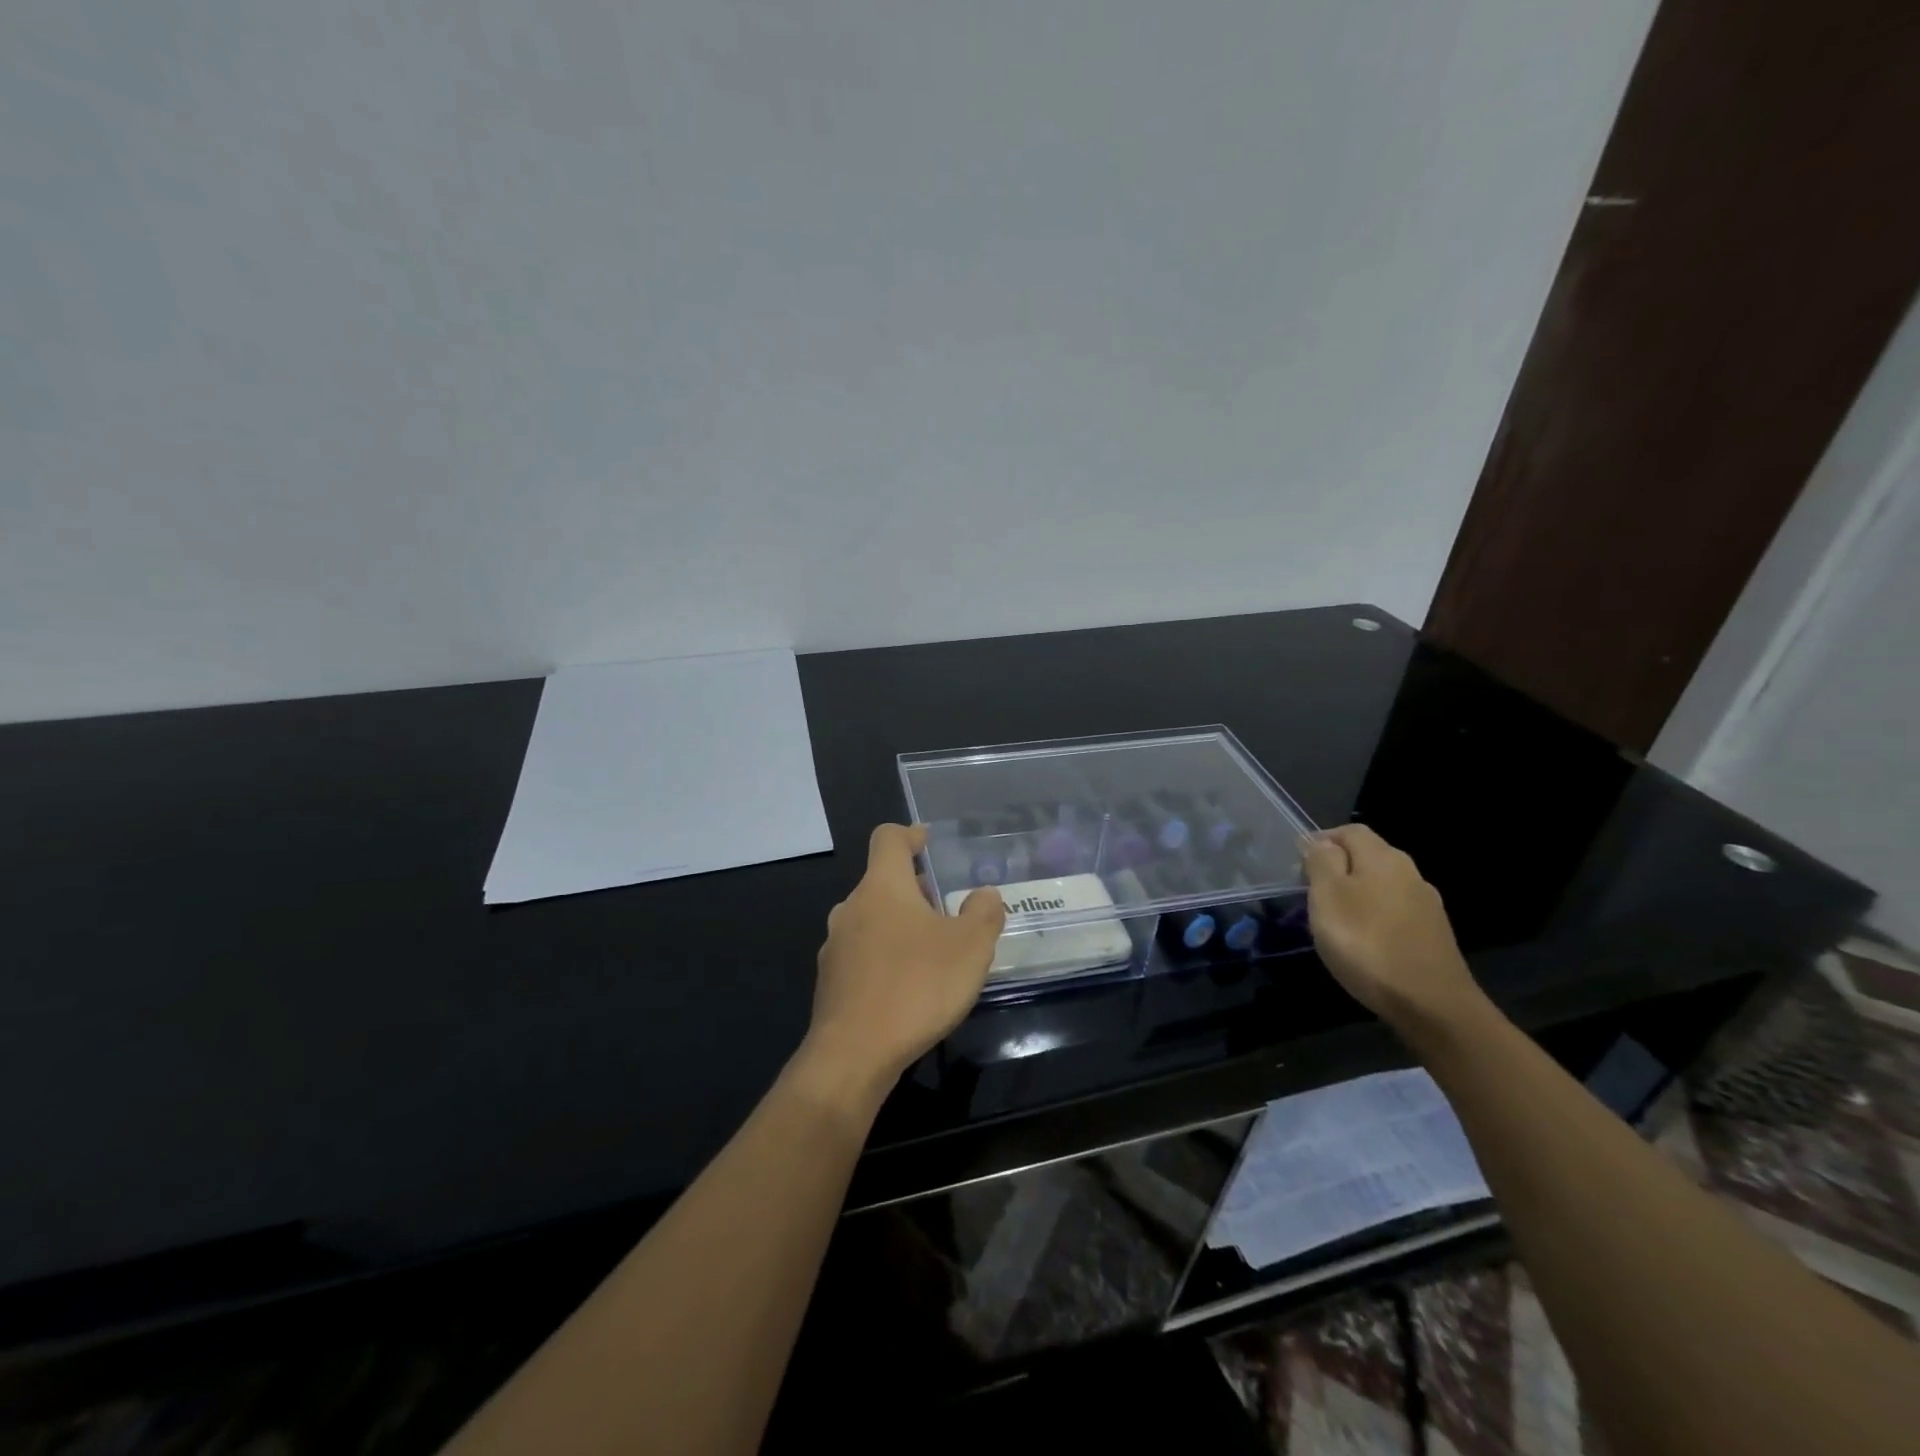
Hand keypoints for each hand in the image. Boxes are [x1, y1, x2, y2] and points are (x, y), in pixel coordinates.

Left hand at [797, 823, 1005, 1106]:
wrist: (853, 1055)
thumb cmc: (916, 987)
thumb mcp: (970, 948)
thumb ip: (983, 913)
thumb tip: (984, 895)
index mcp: (882, 887)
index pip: (888, 838)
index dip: (910, 834)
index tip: (929, 842)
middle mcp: (851, 908)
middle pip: (882, 882)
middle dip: (915, 890)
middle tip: (948, 910)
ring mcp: (835, 945)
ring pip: (872, 919)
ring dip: (900, 925)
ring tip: (933, 952)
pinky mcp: (831, 981)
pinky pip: (862, 954)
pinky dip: (885, 957)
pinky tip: (908, 987)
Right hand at [1301, 824, 1484, 1040]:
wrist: (1431, 1005)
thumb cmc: (1367, 943)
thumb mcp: (1328, 897)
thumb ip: (1321, 862)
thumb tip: (1320, 842)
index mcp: (1383, 857)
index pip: (1349, 831)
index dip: (1321, 840)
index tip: (1297, 864)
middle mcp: (1410, 872)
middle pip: (1367, 856)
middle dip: (1337, 868)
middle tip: (1309, 892)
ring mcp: (1426, 905)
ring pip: (1381, 885)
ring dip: (1355, 894)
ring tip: (1332, 918)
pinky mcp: (1433, 935)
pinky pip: (1394, 912)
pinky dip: (1373, 917)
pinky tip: (1363, 940)